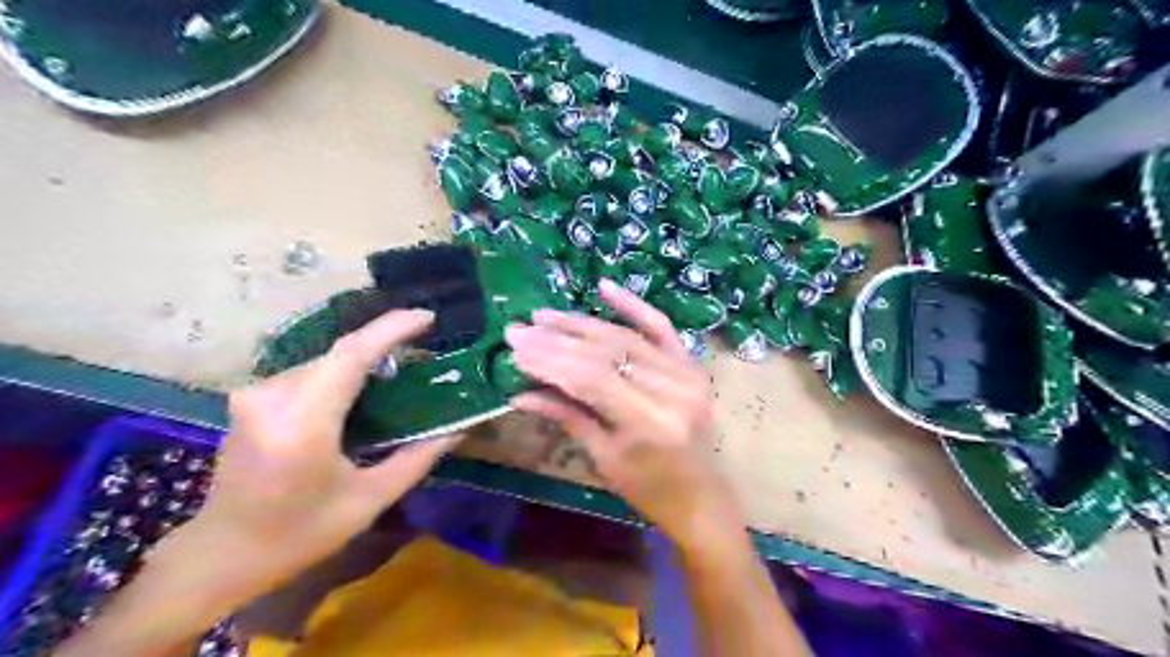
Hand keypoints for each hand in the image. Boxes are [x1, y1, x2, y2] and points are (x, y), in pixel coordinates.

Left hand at [173, 314, 456, 605]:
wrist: (221, 554)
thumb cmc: (299, 535)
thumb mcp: (369, 501)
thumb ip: (417, 459)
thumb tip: (458, 430)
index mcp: (303, 425)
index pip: (351, 355)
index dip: (392, 329)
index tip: (428, 317)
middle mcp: (273, 399)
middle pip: (340, 353)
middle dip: (384, 343)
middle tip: (425, 350)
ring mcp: (255, 396)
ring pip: (325, 360)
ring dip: (363, 359)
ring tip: (401, 367)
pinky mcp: (251, 399)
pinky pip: (309, 372)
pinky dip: (342, 372)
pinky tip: (363, 388)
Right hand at [507, 278, 743, 553]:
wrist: (701, 498)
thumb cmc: (649, 490)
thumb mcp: (604, 459)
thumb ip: (566, 417)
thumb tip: (519, 393)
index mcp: (649, 422)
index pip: (591, 379)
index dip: (550, 361)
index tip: (515, 348)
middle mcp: (671, 390)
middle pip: (606, 354)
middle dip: (557, 340)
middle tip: (520, 329)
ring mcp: (686, 373)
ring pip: (625, 338)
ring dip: (580, 324)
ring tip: (543, 315)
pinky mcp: (691, 365)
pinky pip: (661, 327)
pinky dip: (633, 305)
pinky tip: (604, 287)